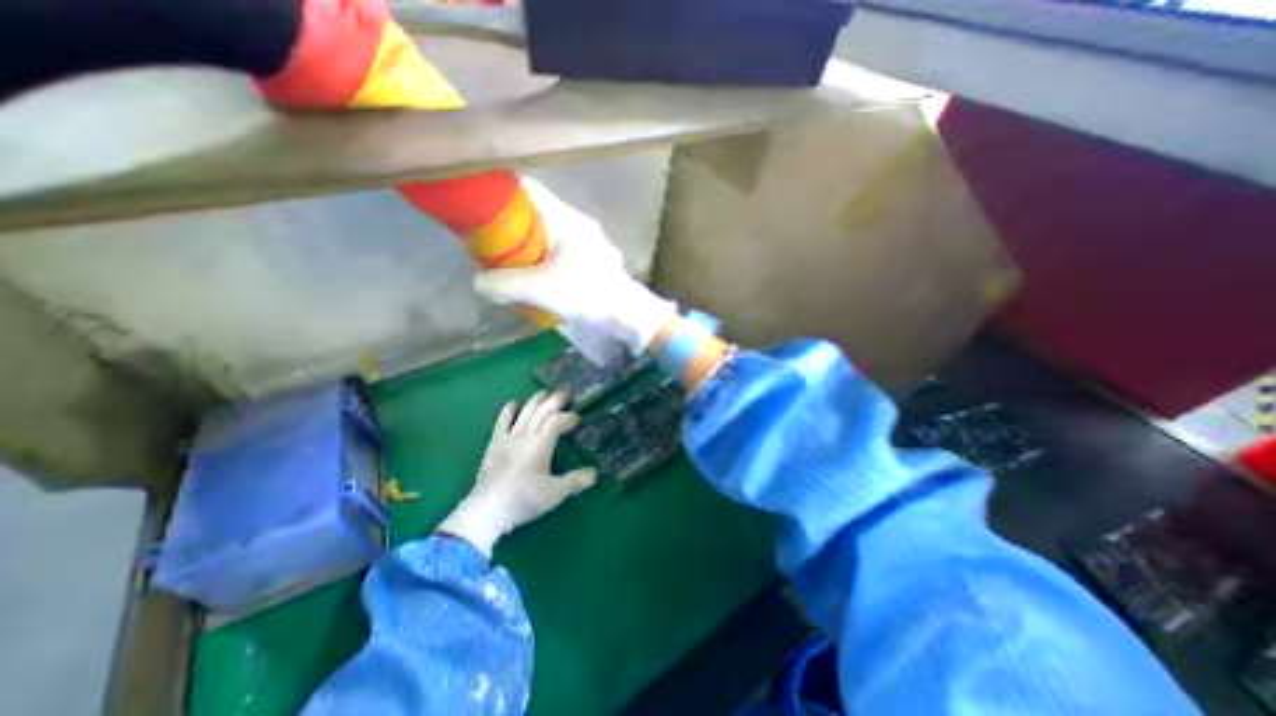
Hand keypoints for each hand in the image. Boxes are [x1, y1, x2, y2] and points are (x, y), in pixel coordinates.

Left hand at [439, 392, 598, 552]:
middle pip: (541, 411)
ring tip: (546, 393)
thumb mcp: (555, 493)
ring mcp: (508, 438)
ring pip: (524, 412)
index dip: (568, 417)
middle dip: (555, 400)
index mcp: (540, 445)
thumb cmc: (524, 500)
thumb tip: (595, 472)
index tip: (578, 420)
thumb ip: (575, 481)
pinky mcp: (495, 443)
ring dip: (536, 400)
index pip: (556, 421)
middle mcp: (525, 436)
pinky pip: (502, 421)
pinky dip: (509, 410)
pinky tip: (515, 404)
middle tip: (567, 393)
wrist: (487, 509)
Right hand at [474, 178, 678, 358]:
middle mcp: (579, 223)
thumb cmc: (586, 295)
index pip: (528, 190)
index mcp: (566, 219)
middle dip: (513, 229)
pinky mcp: (596, 258)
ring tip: (516, 269)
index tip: (481, 213)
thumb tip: (479, 281)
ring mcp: (591, 241)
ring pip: (550, 234)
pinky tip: (541, 280)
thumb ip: (504, 284)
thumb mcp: (540, 290)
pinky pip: (563, 250)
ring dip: (531, 248)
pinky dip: (547, 259)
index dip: (502, 197)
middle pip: (537, 215)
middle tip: (495, 249)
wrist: (628, 314)